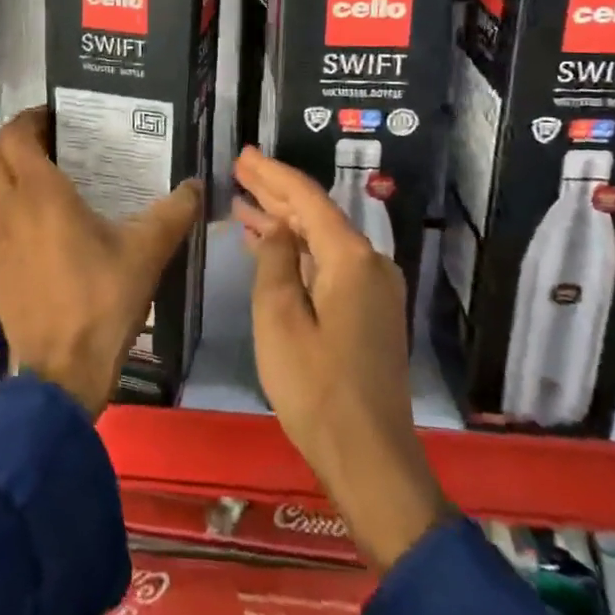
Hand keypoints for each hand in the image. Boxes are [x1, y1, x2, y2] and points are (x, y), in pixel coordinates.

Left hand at [0, 107, 202, 417]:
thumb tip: (196, 184)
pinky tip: (40, 229)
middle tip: (55, 146)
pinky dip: (8, 209)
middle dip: (19, 143)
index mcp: (40, 194)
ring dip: (9, 175)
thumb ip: (174, 212)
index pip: (14, 135)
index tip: (56, 118)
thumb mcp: (147, 252)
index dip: (30, 118)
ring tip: (47, 182)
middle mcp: (9, 209)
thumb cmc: (102, 300)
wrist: (62, 371)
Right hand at [234, 146, 447, 571]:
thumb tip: (275, 229)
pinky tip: (270, 245)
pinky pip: (328, 264)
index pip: (306, 198)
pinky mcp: (370, 313)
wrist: (371, 460)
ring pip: (321, 240)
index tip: (243, 153)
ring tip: (244, 200)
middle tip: (240, 168)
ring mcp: (374, 289)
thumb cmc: (316, 389)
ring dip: (283, 221)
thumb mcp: (279, 319)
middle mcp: (370, 264)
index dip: (271, 174)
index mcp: (350, 259)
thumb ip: (275, 262)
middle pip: (316, 214)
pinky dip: (297, 251)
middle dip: (276, 191)